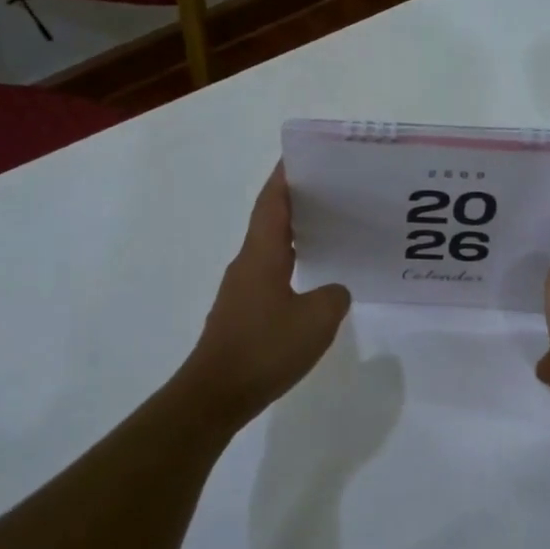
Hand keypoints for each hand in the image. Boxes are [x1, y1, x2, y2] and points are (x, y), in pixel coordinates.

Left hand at [183, 165, 351, 422]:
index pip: (272, 201)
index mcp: (261, 253)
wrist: (216, 394)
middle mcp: (247, 263)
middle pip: (270, 220)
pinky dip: (291, 265)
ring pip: (270, 248)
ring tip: (330, 229)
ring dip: (295, 234)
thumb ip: (333, 295)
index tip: (304, 154)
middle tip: (333, 190)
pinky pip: (271, 275)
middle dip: (297, 201)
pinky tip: (313, 280)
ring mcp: (242, 289)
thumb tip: (333, 290)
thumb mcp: (317, 319)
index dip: (286, 175)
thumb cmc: (265, 348)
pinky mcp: (242, 313)